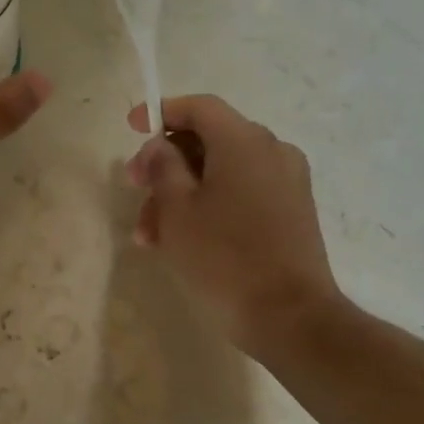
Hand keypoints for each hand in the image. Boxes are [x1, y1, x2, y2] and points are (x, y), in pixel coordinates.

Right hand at [126, 95, 338, 350]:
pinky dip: (210, 206)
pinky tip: (183, 241)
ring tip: (150, 236)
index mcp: (244, 141)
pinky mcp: (292, 212)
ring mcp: (287, 182)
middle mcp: (272, 151)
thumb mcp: (177, 210)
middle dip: (166, 164)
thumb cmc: (224, 258)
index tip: (131, 126)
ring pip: (222, 172)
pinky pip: (243, 193)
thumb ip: (163, 167)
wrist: (290, 316)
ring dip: (182, 194)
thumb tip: (160, 147)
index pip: (200, 107)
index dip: (162, 111)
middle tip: (135, 189)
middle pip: (209, 140)